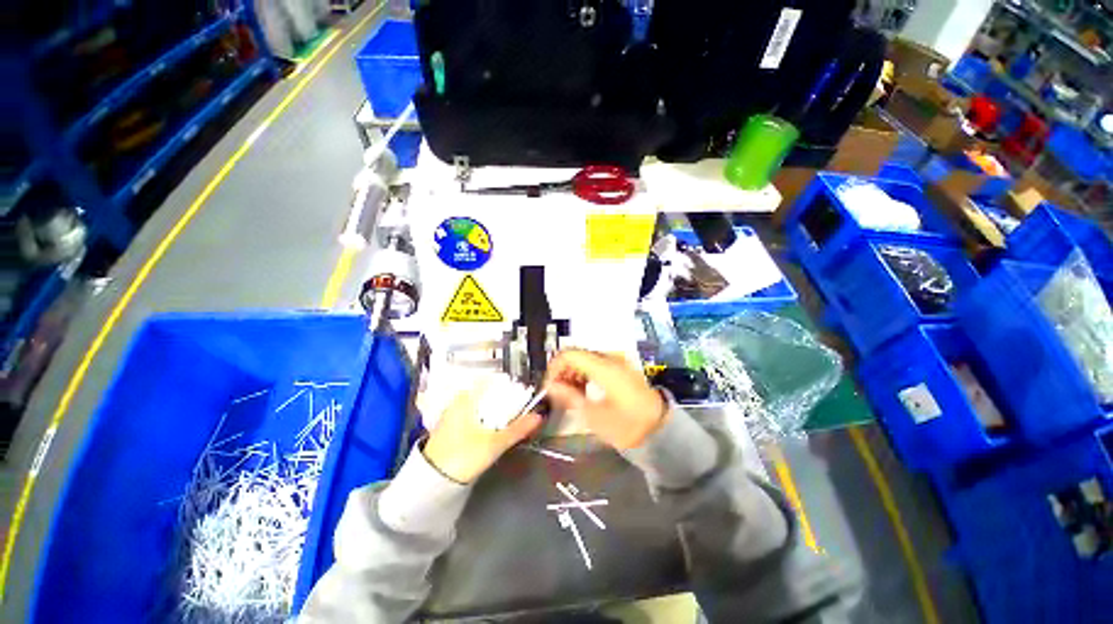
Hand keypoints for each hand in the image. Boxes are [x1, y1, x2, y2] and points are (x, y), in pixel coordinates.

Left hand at [423, 378, 542, 483]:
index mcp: (465, 398)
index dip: (508, 385)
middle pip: (486, 393)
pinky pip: (472, 415)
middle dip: (503, 400)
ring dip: (494, 410)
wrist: (432, 483)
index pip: (491, 381)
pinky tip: (492, 429)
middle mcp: (457, 401)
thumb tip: (538, 416)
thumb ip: (517, 429)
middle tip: (518, 407)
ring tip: (508, 419)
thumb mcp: (494, 443)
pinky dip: (484, 418)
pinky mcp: (449, 427)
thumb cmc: (462, 457)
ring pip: (479, 405)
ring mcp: (451, 414)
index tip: (521, 392)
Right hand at [545, 350, 666, 449]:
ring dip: (574, 371)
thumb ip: (570, 396)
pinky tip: (583, 389)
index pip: (570, 354)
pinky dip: (586, 373)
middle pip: (578, 354)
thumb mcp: (594, 415)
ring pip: (586, 358)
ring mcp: (618, 361)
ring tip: (569, 393)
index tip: (548, 385)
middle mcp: (611, 358)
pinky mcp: (622, 367)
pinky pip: (597, 363)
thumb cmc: (627, 426)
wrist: (660, 430)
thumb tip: (551, 385)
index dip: (555, 367)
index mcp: (604, 367)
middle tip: (557, 391)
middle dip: (563, 370)